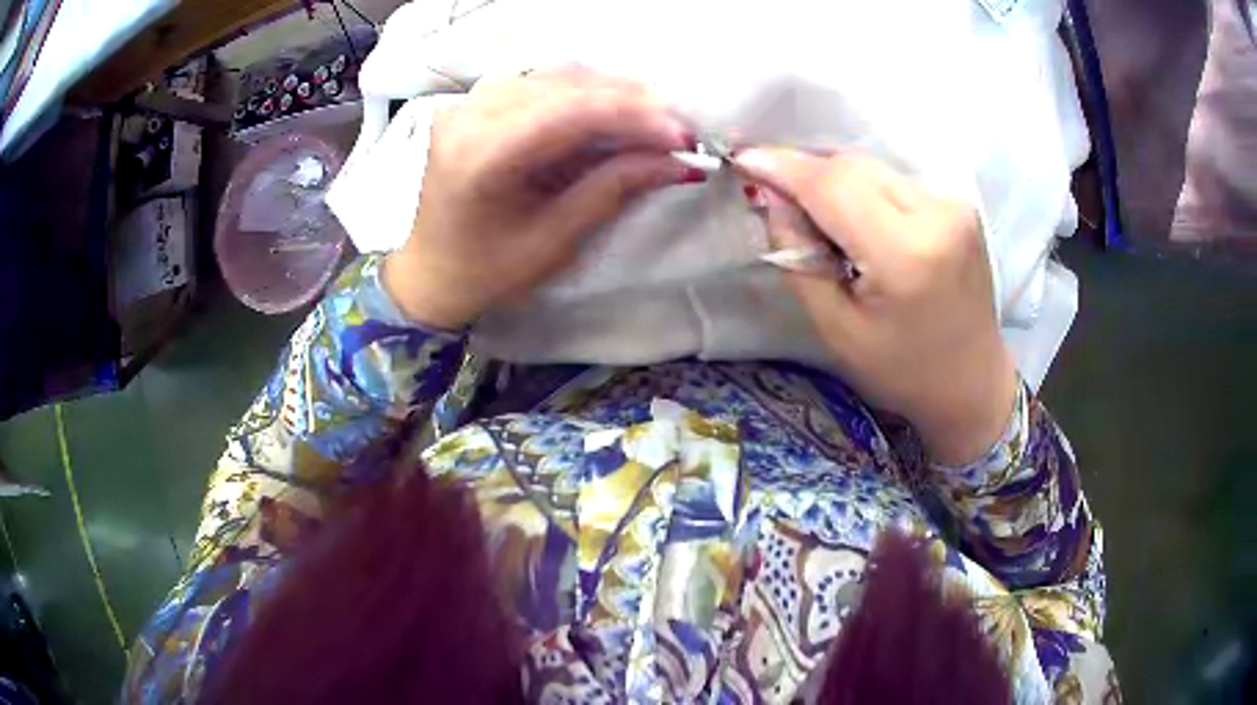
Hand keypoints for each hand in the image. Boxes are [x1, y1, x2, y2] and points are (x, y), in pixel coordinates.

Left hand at [383, 69, 700, 329]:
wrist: (430, 274)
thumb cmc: (487, 273)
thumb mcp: (553, 241)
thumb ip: (613, 189)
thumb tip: (677, 162)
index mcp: (479, 158)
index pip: (567, 112)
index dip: (632, 115)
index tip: (683, 135)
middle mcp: (467, 117)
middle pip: (563, 85)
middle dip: (629, 100)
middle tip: (678, 126)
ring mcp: (467, 104)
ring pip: (554, 75)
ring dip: (610, 91)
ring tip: (654, 117)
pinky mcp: (473, 104)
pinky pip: (538, 82)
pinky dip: (582, 92)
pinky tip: (612, 108)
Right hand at [736, 148, 1017, 464]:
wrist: (973, 382)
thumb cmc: (901, 371)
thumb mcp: (836, 328)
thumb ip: (798, 256)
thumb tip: (771, 195)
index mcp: (906, 255)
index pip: (833, 185)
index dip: (782, 166)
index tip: (743, 160)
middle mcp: (937, 214)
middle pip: (851, 166)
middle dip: (806, 172)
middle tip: (778, 198)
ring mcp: (954, 204)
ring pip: (872, 167)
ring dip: (834, 181)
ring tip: (821, 219)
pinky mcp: (961, 203)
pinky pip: (893, 178)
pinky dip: (864, 189)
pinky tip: (858, 221)